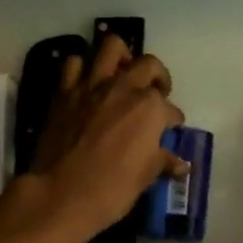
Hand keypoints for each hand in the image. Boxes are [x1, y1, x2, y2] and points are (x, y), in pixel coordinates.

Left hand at [30, 34, 185, 239]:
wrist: (61, 195)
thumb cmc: (112, 189)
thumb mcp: (145, 177)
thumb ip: (163, 161)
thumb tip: (181, 164)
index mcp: (150, 108)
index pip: (171, 109)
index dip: (173, 120)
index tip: (171, 129)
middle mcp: (125, 88)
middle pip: (149, 65)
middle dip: (158, 77)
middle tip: (155, 93)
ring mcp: (92, 86)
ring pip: (112, 47)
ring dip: (121, 57)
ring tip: (123, 74)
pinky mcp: (65, 92)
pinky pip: (73, 64)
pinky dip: (81, 68)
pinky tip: (87, 83)